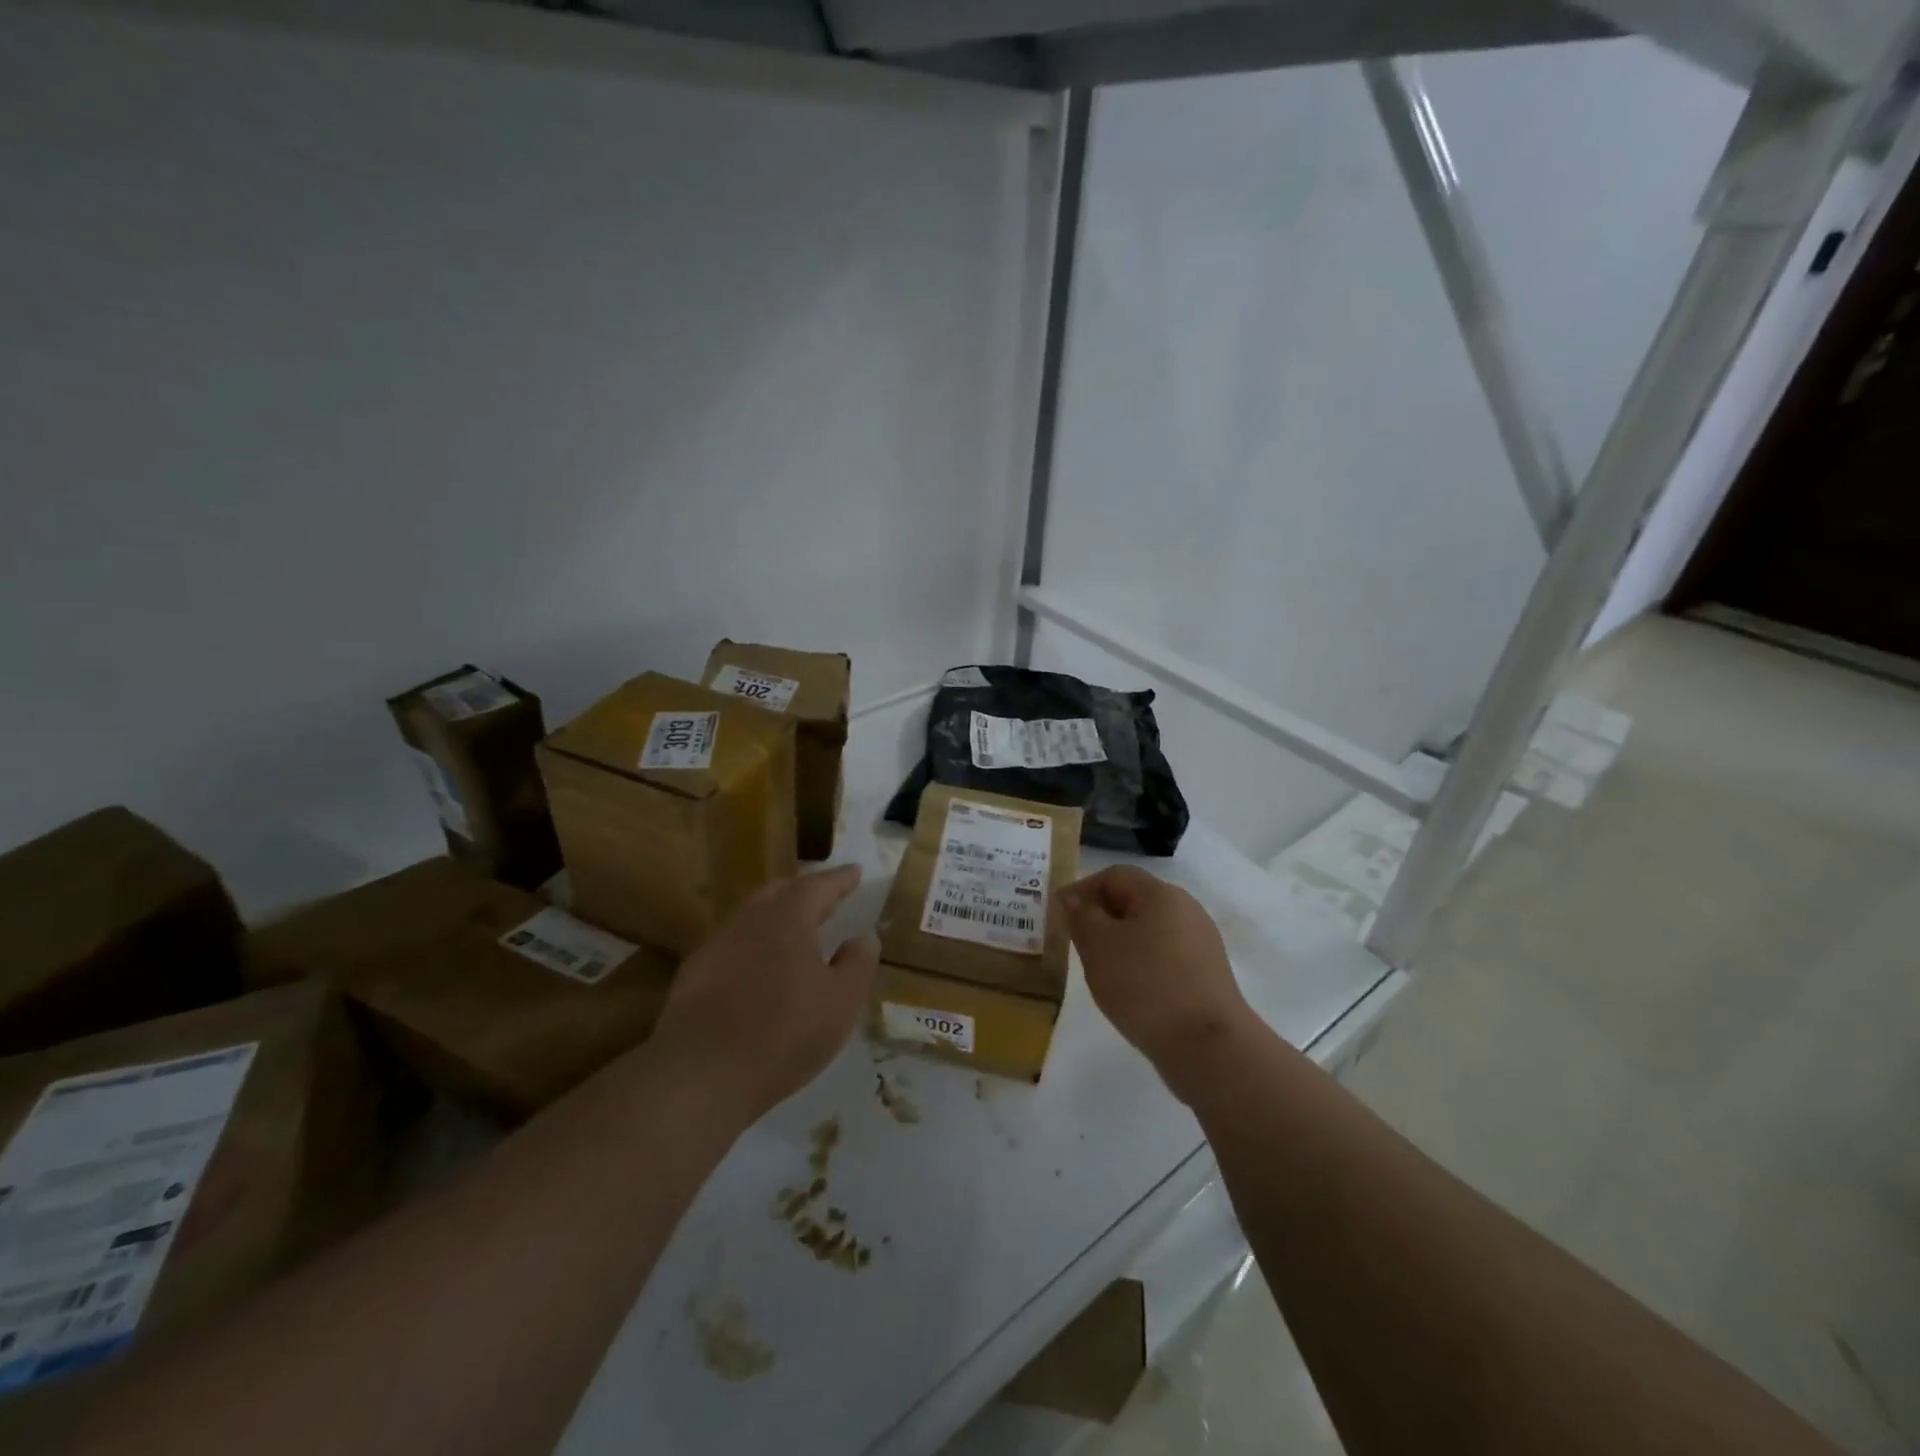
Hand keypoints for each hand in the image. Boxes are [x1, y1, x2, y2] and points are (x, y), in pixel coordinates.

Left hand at [652, 865, 879, 1125]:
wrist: (699, 1075)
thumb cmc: (783, 1033)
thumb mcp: (841, 1002)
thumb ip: (857, 964)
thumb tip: (863, 938)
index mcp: (787, 918)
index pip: (818, 885)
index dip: (840, 879)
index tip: (855, 872)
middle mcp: (749, 920)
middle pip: (779, 893)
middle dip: (805, 892)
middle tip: (826, 900)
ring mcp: (716, 946)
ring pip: (751, 918)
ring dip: (776, 918)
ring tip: (795, 932)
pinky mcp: (693, 975)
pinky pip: (732, 946)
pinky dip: (753, 945)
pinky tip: (758, 969)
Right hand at [1059, 865, 1254, 1100]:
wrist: (1208, 1046)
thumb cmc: (1145, 985)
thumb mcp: (1098, 946)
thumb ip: (1081, 917)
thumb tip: (1073, 899)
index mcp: (1160, 894)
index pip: (1114, 875)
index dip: (1082, 889)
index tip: (1058, 915)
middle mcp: (1186, 909)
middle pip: (1134, 901)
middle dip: (1101, 917)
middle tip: (1075, 942)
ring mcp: (1201, 942)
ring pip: (1149, 930)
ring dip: (1120, 942)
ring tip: (1099, 969)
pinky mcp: (1207, 974)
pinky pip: (1165, 956)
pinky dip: (1142, 964)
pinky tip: (1130, 990)